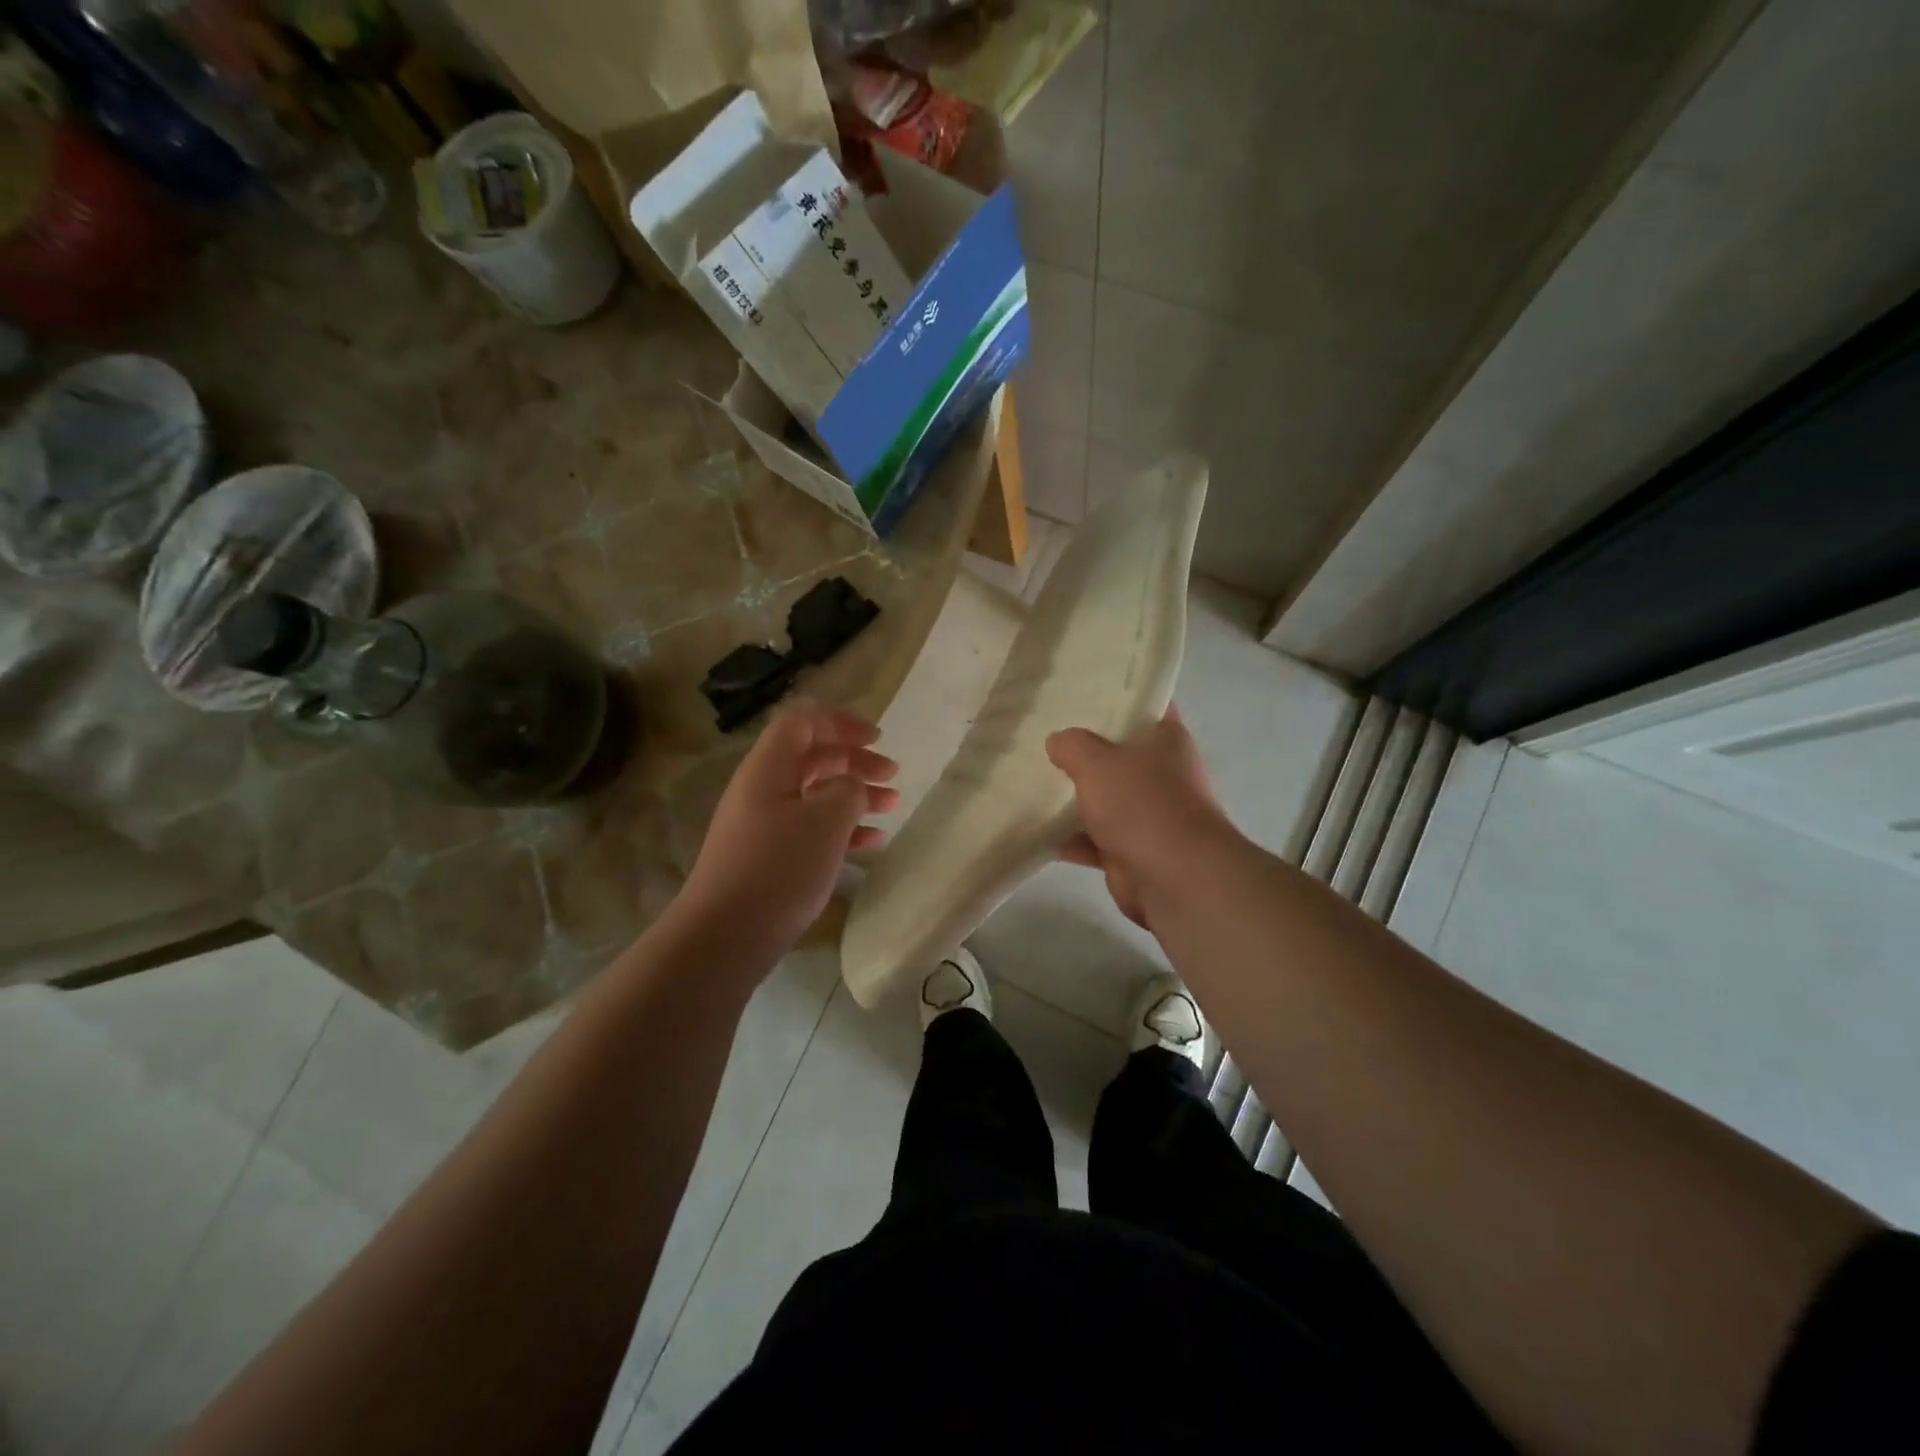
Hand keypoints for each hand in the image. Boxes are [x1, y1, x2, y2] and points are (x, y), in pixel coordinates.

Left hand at [680, 705, 898, 959]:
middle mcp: (762, 789)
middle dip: (855, 761)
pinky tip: (871, 844)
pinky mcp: (767, 858)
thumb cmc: (779, 868)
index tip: (878, 739)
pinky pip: (809, 829)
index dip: (841, 723)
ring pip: (815, 795)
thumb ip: (848, 790)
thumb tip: (849, 787)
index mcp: (769, 767)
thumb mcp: (826, 821)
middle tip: (893, 776)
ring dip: (854, 796)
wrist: (724, 936)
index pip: (803, 722)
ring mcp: (762, 825)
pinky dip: (841, 830)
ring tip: (892, 807)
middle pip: (812, 758)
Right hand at [1046, 706, 1233, 931]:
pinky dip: (1070, 838)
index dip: (1118, 694)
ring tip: (1031, 781)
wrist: (1175, 879)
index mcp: (1167, 740)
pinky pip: (1095, 838)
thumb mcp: (1097, 761)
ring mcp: (1149, 814)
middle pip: (1118, 753)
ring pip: (1104, 798)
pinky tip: (1035, 830)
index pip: (1146, 704)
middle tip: (1043, 736)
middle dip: (1083, 750)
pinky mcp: (1133, 850)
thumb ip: (1072, 745)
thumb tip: (1058, 741)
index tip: (1081, 690)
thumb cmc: (1142, 804)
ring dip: (1073, 797)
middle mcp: (1163, 774)